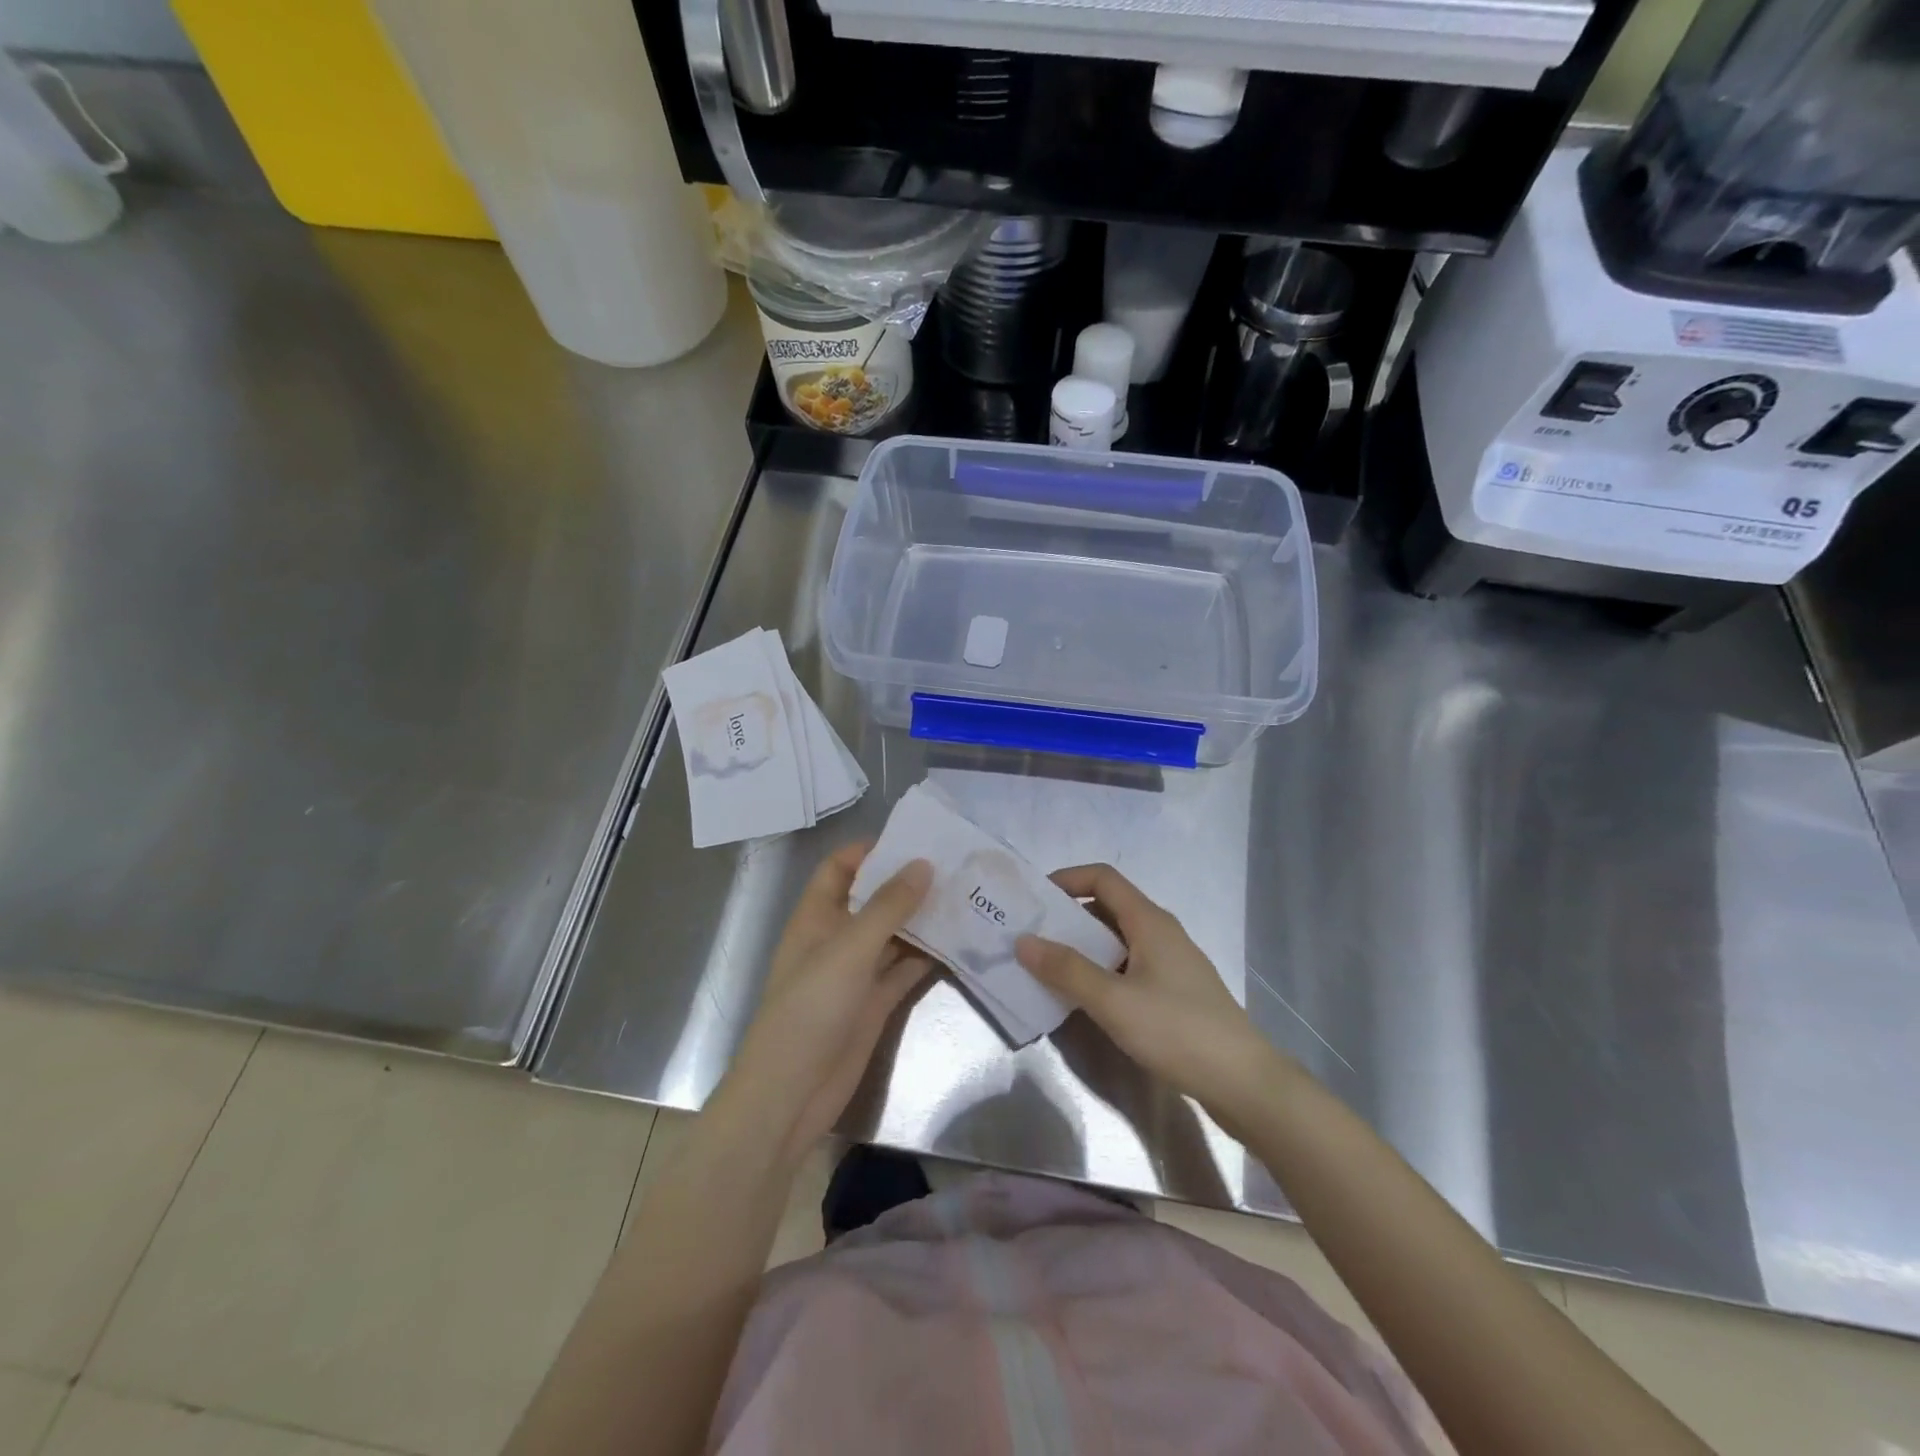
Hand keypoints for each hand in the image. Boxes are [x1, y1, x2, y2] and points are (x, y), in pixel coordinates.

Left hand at [718, 843, 932, 1165]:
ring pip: (895, 934)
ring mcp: (858, 972)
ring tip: (967, 896)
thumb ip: (887, 907)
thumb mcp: (849, 949)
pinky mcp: (876, 1002)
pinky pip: (906, 969)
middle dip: (908, 883)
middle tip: (956, 865)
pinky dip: (930, 956)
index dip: (870, 851)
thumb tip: (923, 864)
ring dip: (924, 918)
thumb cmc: (810, 1009)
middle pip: (873, 899)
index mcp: (817, 916)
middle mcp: (837, 938)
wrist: (792, 1093)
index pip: (840, 868)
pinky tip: (962, 941)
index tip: (915, 841)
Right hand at [1016, 864, 1277, 1118]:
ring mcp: (1170, 963)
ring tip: (1046, 967)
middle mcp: (1160, 932)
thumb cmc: (1177, 1030)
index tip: (1034, 900)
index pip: (1103, 878)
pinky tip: (1083, 998)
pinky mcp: (1174, 991)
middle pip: (1107, 908)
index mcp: (1149, 921)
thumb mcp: (1114, 1001)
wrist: (1243, 1082)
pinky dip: (1100, 971)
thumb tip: (1023, 941)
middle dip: (1067, 917)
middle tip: (1031, 936)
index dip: (1066, 879)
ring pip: (1117, 940)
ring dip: (1082, 947)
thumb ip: (1067, 970)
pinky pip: (1127, 966)